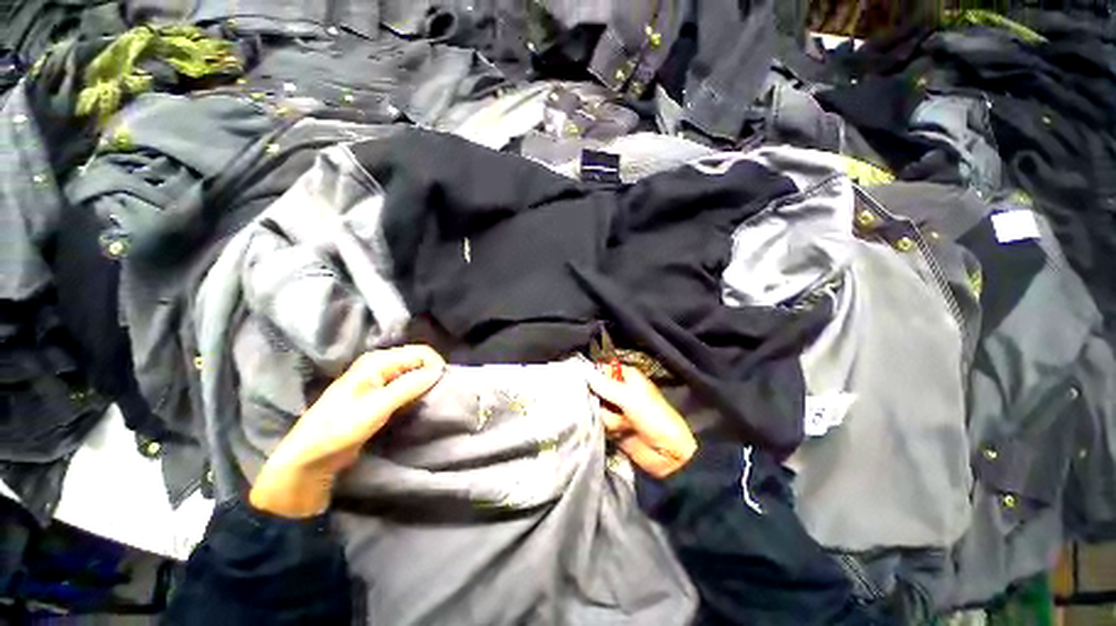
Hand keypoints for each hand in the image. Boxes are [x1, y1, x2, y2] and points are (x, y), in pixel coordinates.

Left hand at [250, 346, 445, 517]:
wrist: (311, 458)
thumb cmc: (339, 429)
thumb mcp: (376, 407)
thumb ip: (408, 386)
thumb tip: (438, 371)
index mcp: (377, 361)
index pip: (420, 352)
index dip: (435, 365)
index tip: (443, 385)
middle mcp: (380, 366)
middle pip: (418, 361)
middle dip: (431, 374)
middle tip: (439, 394)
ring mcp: (379, 381)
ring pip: (414, 374)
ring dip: (425, 384)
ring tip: (432, 400)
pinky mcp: (380, 396)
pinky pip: (407, 387)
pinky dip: (417, 393)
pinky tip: (419, 404)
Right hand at [587, 365, 696, 477]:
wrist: (669, 454)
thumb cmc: (654, 417)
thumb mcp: (629, 397)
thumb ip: (604, 385)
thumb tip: (582, 371)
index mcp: (627, 377)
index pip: (601, 369)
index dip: (590, 374)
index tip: (577, 379)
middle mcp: (619, 391)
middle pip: (595, 389)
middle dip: (595, 398)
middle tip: (601, 404)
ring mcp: (616, 410)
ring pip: (596, 407)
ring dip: (605, 416)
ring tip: (621, 424)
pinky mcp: (613, 428)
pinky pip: (599, 423)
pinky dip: (605, 428)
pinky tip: (618, 432)